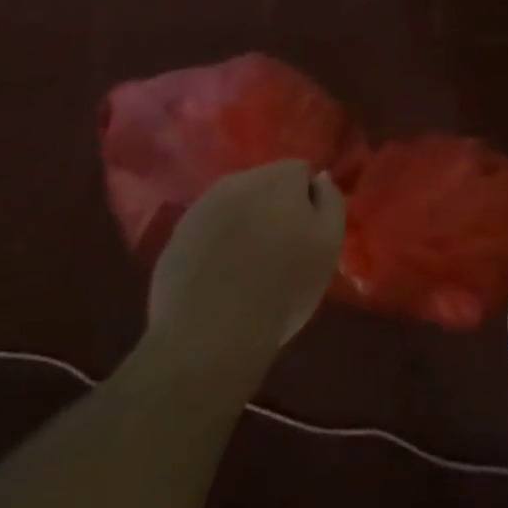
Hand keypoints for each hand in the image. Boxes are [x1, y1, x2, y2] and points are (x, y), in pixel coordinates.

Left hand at [145, 160, 345, 370]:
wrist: (209, 336)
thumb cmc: (284, 288)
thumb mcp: (329, 244)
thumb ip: (331, 201)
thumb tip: (319, 178)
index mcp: (277, 178)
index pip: (301, 171)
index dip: (309, 199)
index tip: (309, 232)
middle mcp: (236, 181)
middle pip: (266, 183)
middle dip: (276, 206)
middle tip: (283, 248)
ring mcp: (200, 208)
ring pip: (235, 204)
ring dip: (246, 222)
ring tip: (251, 264)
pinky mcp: (176, 237)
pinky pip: (208, 230)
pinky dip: (218, 243)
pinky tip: (222, 276)